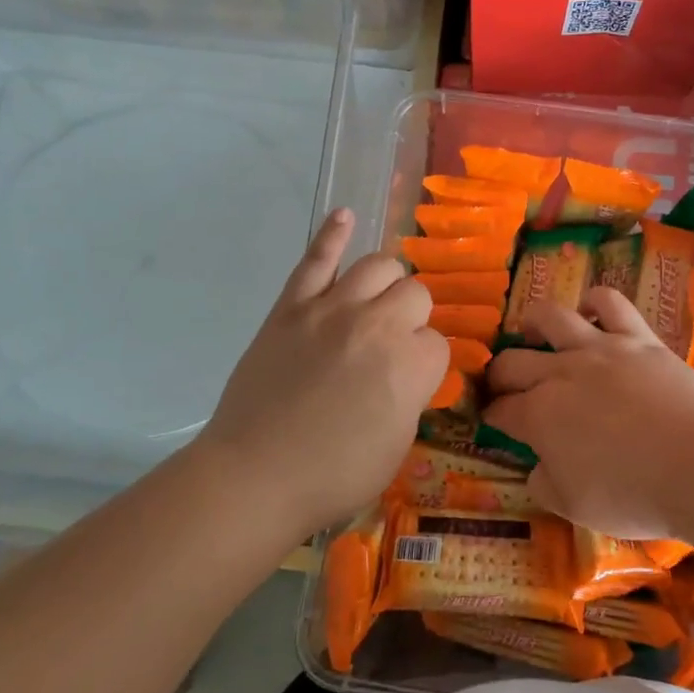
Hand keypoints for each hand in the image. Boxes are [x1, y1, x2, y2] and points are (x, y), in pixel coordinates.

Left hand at [194, 209, 447, 537]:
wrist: (255, 475)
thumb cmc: (334, 475)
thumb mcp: (397, 445)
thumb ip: (412, 395)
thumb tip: (408, 370)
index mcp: (411, 365)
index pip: (438, 342)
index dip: (425, 363)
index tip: (408, 382)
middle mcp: (377, 325)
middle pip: (415, 294)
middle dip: (412, 317)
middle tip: (392, 346)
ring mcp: (331, 309)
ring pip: (377, 265)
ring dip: (386, 281)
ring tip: (377, 299)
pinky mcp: (291, 307)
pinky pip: (316, 259)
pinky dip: (332, 234)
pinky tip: (345, 217)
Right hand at [482, 287, 693, 539]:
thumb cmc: (633, 495)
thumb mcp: (574, 507)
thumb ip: (544, 482)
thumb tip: (537, 466)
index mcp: (539, 416)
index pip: (500, 409)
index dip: (491, 415)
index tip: (492, 420)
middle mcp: (560, 373)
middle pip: (513, 362)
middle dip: (499, 375)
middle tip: (505, 386)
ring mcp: (600, 349)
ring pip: (551, 317)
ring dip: (533, 324)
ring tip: (533, 332)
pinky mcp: (638, 337)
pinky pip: (610, 302)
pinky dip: (594, 302)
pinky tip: (591, 313)